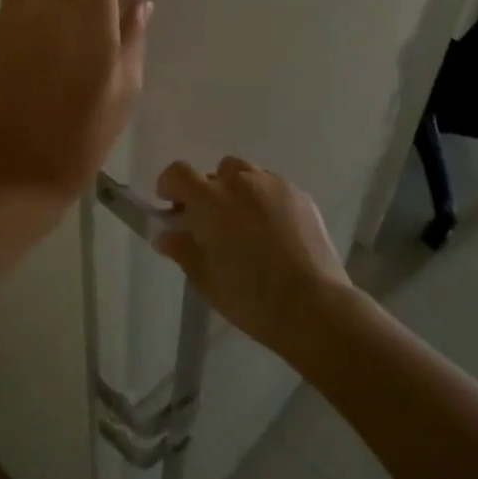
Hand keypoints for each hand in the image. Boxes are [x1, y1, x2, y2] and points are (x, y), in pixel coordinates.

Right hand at [154, 157, 351, 353]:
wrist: (312, 305)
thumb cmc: (249, 296)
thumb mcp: (205, 279)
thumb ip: (182, 250)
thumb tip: (165, 235)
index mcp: (210, 200)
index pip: (178, 172)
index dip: (169, 185)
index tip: (172, 206)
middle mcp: (240, 182)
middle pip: (215, 173)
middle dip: (208, 192)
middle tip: (213, 224)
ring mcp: (274, 185)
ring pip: (247, 174)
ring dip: (238, 191)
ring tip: (246, 224)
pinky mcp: (300, 195)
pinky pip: (273, 187)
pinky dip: (266, 199)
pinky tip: (274, 231)